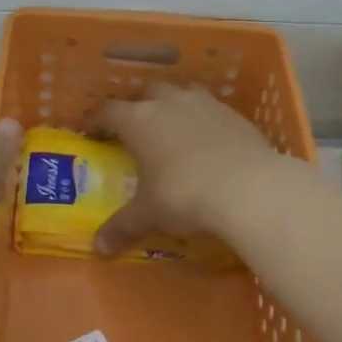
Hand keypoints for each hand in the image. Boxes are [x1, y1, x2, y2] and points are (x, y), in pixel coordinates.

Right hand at [92, 83, 284, 255]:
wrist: (250, 188)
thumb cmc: (185, 196)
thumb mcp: (149, 215)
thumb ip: (122, 227)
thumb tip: (97, 248)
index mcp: (139, 121)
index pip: (108, 112)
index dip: (96, 121)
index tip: (91, 132)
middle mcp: (169, 103)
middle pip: (146, 93)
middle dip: (138, 107)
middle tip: (135, 130)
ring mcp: (205, 104)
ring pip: (182, 93)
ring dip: (173, 106)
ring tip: (173, 128)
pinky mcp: (235, 115)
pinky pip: (211, 109)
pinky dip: (203, 121)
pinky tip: (209, 143)